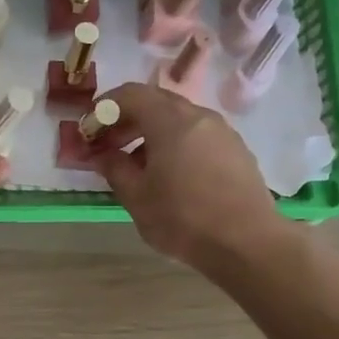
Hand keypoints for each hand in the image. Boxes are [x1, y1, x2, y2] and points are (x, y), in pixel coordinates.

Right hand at [94, 82, 288, 272]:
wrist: (247, 243)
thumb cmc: (183, 219)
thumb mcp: (137, 198)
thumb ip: (115, 169)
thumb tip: (103, 155)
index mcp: (170, 121)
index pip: (131, 94)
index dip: (105, 107)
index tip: (90, 128)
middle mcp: (199, 116)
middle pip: (156, 102)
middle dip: (127, 119)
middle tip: (108, 145)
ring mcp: (223, 132)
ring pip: (179, 119)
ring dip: (151, 133)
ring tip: (136, 165)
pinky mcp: (237, 151)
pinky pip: (198, 135)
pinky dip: (175, 143)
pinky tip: (169, 174)